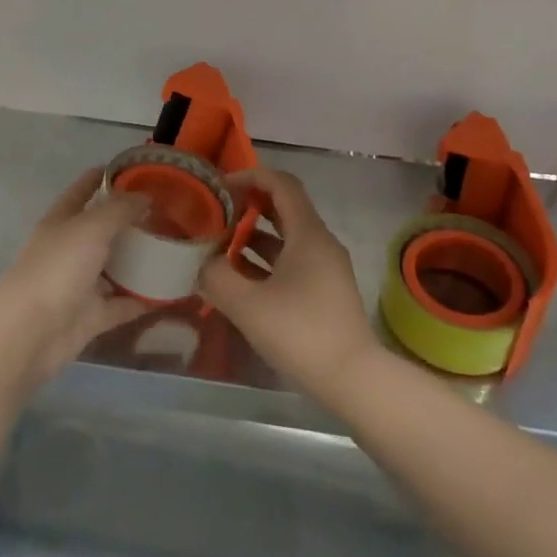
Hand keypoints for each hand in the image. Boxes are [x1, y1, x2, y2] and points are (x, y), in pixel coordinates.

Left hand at [0, 168, 149, 387]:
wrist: (30, 333)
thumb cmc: (57, 268)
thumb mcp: (90, 227)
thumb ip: (119, 210)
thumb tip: (145, 195)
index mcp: (62, 221)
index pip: (84, 189)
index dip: (106, 176)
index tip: (137, 168)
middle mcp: (70, 249)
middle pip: (103, 229)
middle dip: (131, 220)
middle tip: (169, 212)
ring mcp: (80, 284)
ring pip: (114, 268)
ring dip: (140, 260)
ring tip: (176, 248)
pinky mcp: (91, 316)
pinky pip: (122, 304)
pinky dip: (143, 299)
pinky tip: (171, 292)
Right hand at [196, 168, 380, 403]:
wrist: (353, 379)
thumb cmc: (301, 333)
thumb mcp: (247, 305)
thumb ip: (217, 277)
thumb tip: (203, 263)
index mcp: (308, 234)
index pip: (281, 184)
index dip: (250, 177)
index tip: (220, 187)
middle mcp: (320, 243)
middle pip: (284, 208)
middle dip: (248, 206)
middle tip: (216, 214)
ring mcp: (325, 268)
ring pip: (286, 238)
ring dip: (253, 236)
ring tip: (219, 246)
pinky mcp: (323, 291)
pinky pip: (291, 262)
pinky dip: (265, 261)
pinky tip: (239, 278)